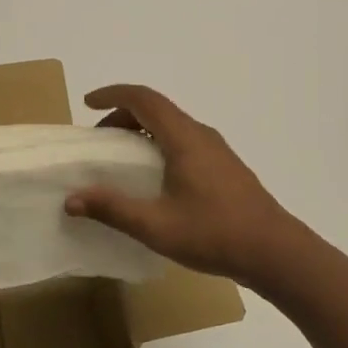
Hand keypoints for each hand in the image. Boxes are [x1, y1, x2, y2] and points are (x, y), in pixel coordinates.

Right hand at [64, 84, 313, 288]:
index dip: (113, 94)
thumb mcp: (156, 226)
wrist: (276, 253)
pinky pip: (183, 141)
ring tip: (121, 158)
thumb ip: (112, 209)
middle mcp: (200, 135)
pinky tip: (154, 178)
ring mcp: (216, 150)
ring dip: (142, 131)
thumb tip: (71, 199)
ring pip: (172, 125)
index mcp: (183, 138)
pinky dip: (158, 145)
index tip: (87, 103)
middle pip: (156, 109)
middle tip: (99, 139)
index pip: (143, 99)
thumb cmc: (215, 234)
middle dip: (122, 115)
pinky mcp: (224, 167)